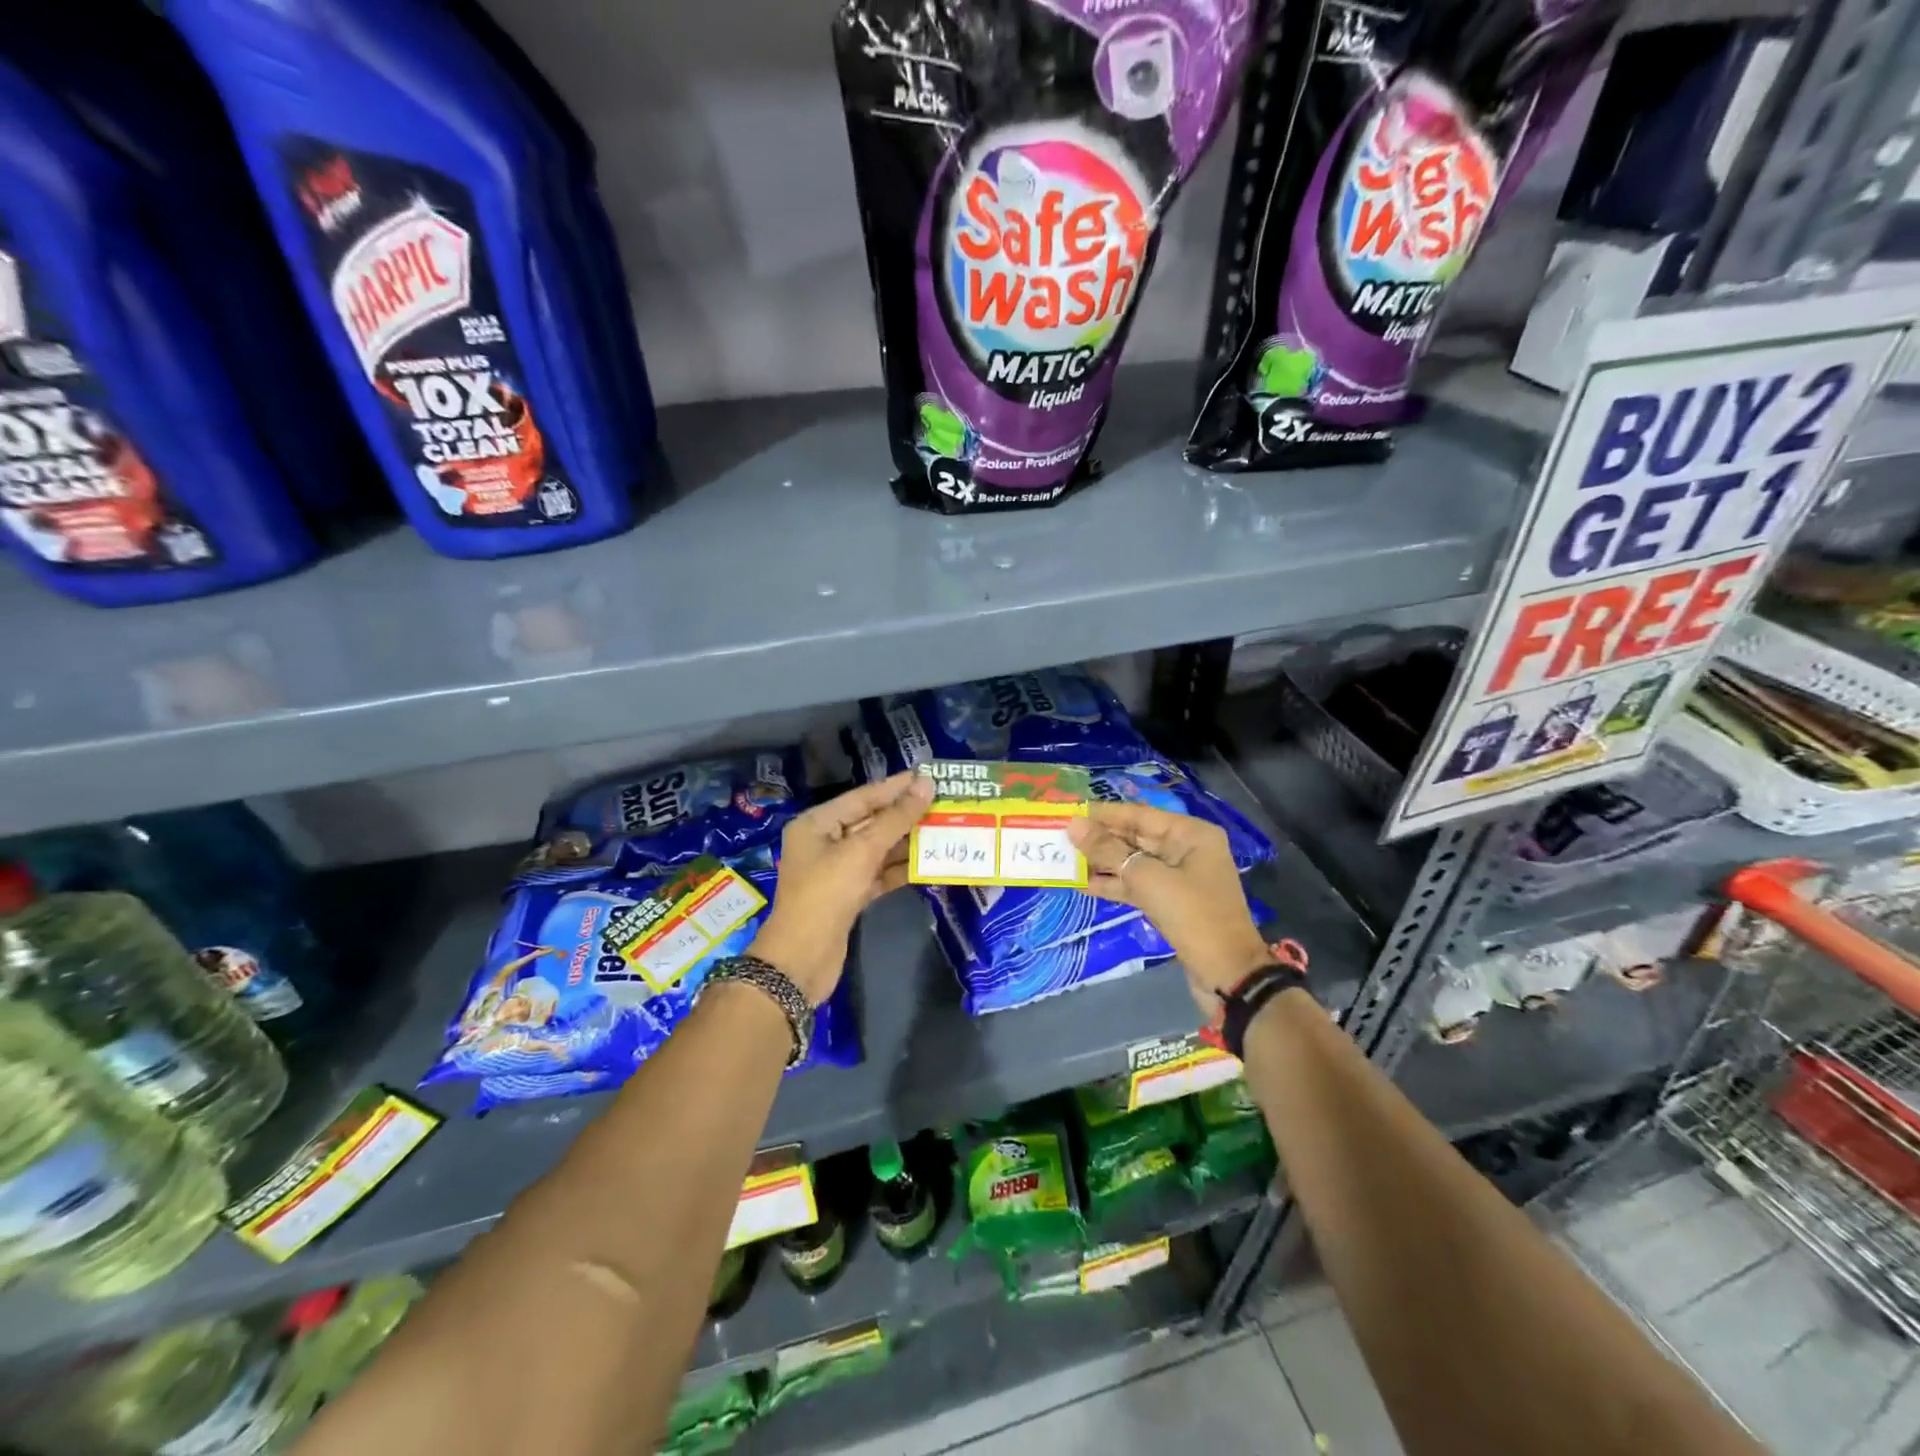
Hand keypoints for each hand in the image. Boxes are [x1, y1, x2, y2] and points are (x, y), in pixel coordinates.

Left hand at [750, 771, 933, 1004]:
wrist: (802, 959)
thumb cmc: (826, 893)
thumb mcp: (862, 851)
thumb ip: (896, 818)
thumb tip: (925, 785)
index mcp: (817, 824)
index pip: (863, 797)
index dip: (896, 787)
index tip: (929, 776)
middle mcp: (825, 842)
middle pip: (871, 821)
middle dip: (905, 814)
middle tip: (943, 803)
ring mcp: (837, 871)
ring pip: (878, 849)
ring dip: (907, 842)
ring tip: (944, 829)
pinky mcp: (849, 896)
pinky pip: (879, 874)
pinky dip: (900, 869)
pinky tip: (929, 863)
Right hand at [1067, 802, 1275, 1016]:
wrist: (1227, 974)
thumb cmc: (1193, 916)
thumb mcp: (1148, 879)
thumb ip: (1109, 851)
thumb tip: (1073, 826)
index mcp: (1190, 834)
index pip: (1138, 815)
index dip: (1102, 814)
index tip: (1069, 812)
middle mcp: (1186, 849)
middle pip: (1135, 837)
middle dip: (1099, 838)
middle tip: (1060, 836)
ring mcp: (1179, 877)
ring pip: (1133, 862)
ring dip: (1101, 862)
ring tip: (1065, 859)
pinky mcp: (1170, 902)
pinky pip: (1137, 885)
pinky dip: (1113, 885)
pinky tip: (1082, 885)